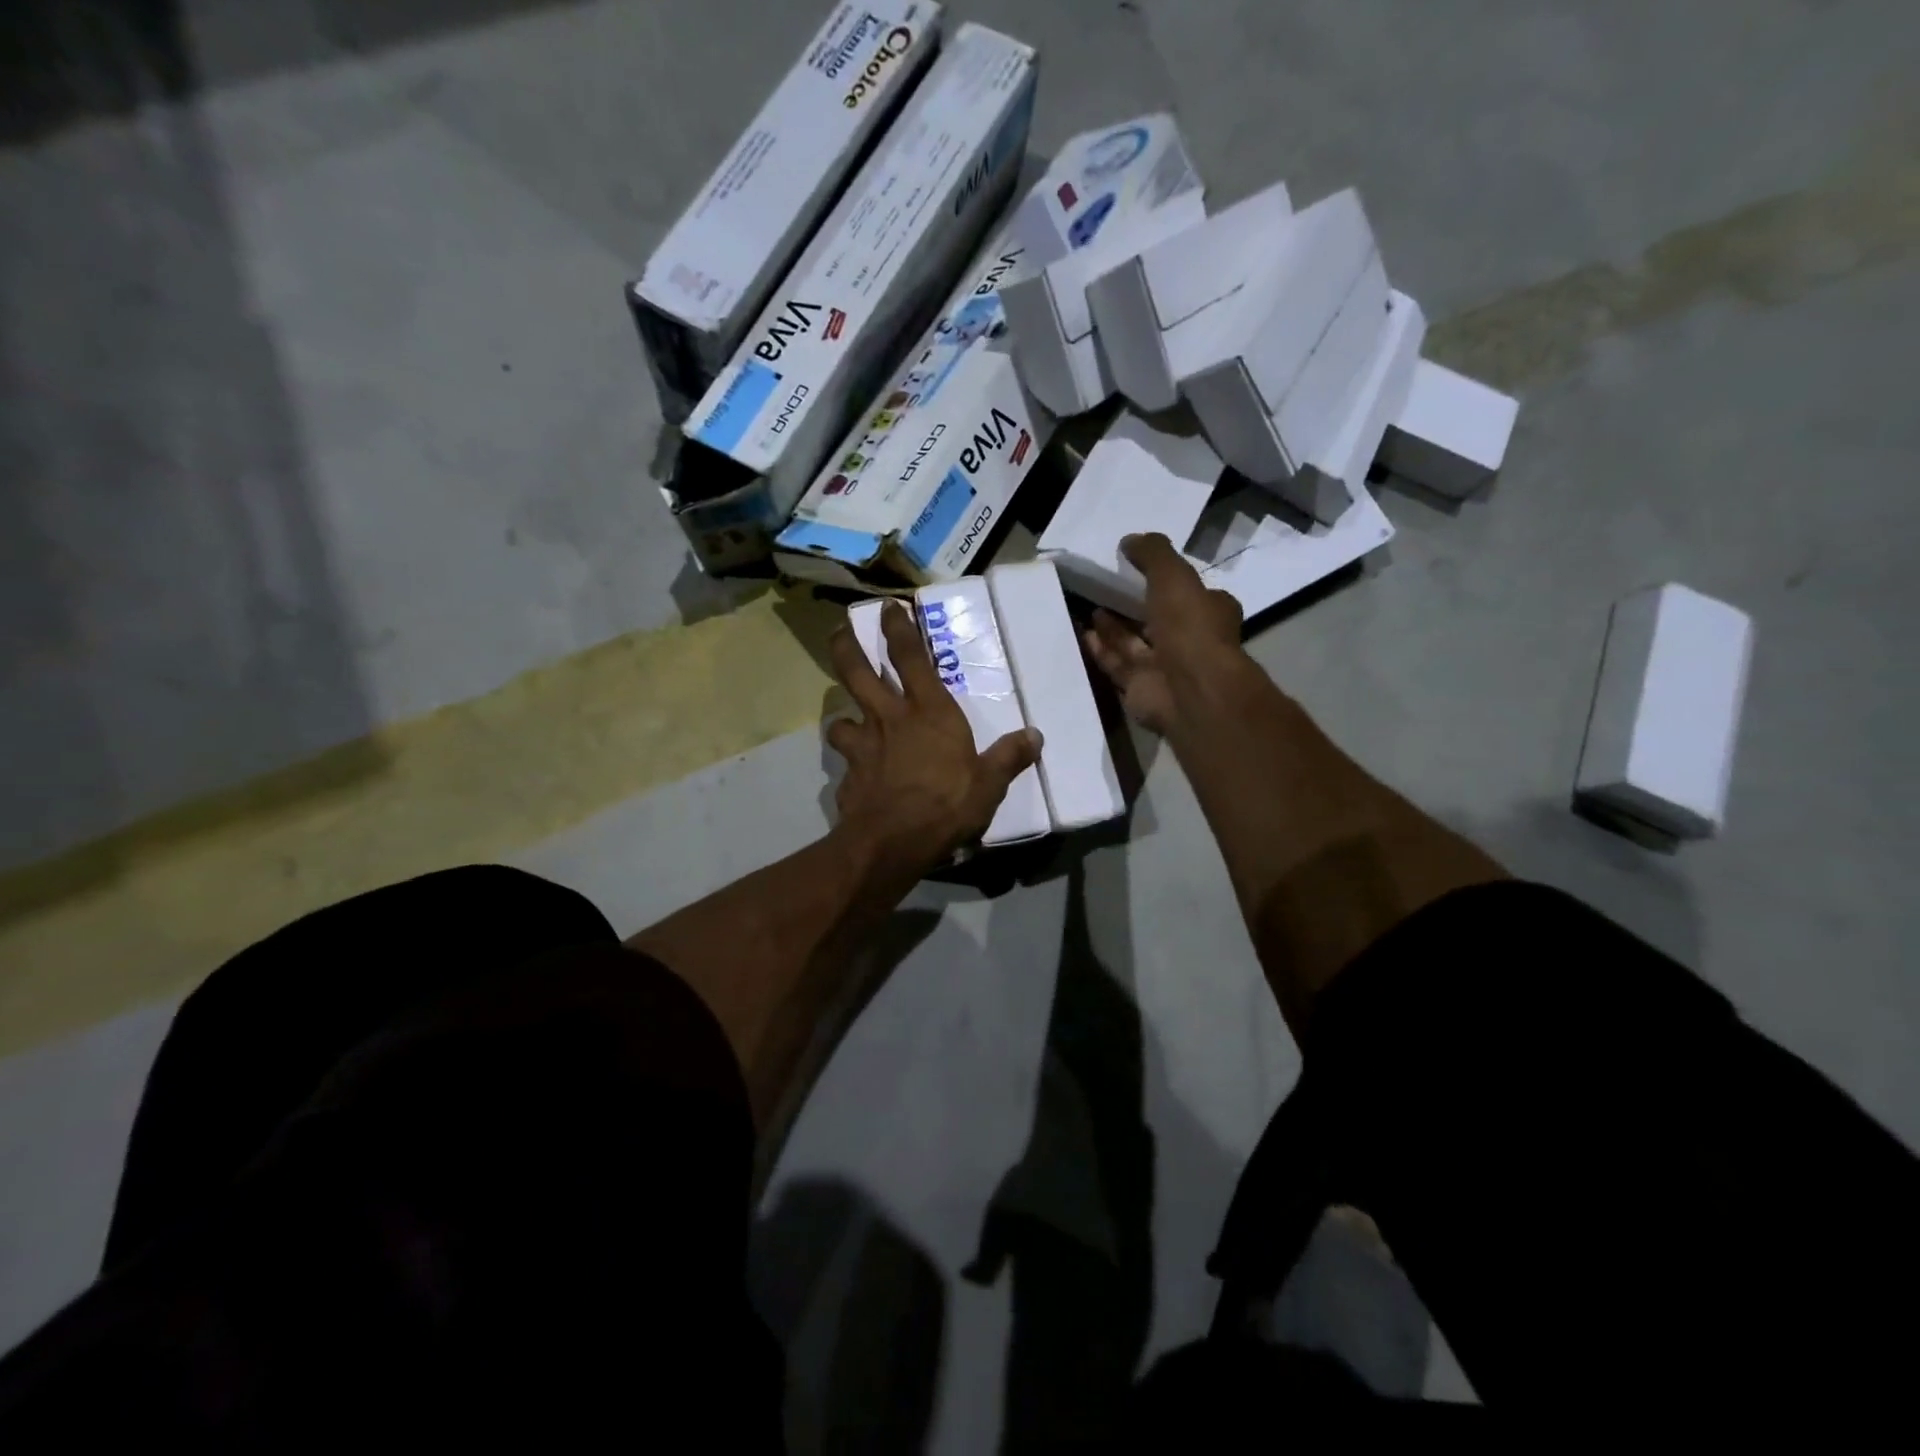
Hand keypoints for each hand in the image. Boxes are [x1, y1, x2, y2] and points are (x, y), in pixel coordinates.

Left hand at [827, 601, 1041, 863]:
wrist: (894, 841)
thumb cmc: (947, 803)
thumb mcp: (989, 783)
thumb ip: (1009, 757)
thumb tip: (1035, 736)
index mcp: (929, 712)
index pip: (910, 658)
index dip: (898, 628)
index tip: (888, 607)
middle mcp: (889, 719)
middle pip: (857, 671)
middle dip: (847, 647)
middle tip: (840, 631)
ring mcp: (863, 746)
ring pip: (841, 718)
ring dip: (843, 716)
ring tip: (848, 722)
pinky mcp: (848, 776)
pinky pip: (845, 761)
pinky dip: (850, 763)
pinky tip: (857, 775)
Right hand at [1083, 533, 1246, 733]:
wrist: (1188, 690)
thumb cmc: (1190, 627)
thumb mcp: (1174, 576)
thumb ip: (1153, 554)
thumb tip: (1129, 540)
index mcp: (1208, 612)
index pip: (1188, 592)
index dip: (1166, 580)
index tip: (1138, 567)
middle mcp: (1187, 640)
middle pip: (1156, 619)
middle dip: (1132, 605)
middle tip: (1104, 587)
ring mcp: (1163, 668)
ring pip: (1132, 643)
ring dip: (1111, 627)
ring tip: (1086, 606)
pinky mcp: (1139, 688)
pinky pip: (1115, 664)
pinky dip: (1098, 649)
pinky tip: (1080, 633)